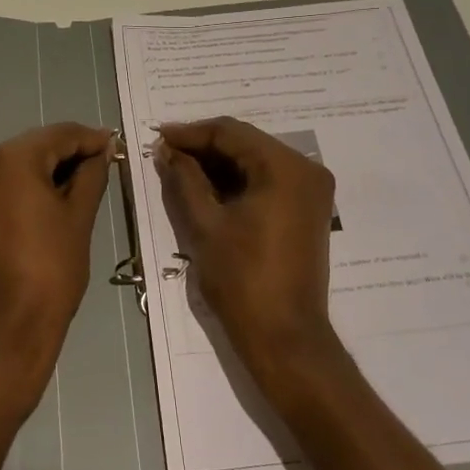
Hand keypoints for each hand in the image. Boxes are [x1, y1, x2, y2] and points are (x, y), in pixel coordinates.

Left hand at [0, 122, 113, 411]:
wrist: (4, 329)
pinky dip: (26, 189)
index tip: (116, 146)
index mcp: (11, 158)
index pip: (60, 134)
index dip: (91, 140)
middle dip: (69, 155)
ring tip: (82, 188)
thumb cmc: (50, 271)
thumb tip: (100, 152)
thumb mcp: (79, 218)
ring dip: (48, 172)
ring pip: (17, 166)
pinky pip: (2, 186)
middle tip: (104, 167)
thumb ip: (91, 176)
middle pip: (36, 147)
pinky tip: (51, 203)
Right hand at [155, 117, 343, 393]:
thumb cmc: (242, 279)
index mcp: (285, 168)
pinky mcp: (307, 209)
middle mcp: (306, 169)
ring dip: (219, 163)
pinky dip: (238, 180)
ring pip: (256, 160)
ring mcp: (311, 190)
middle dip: (204, 147)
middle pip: (246, 143)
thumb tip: (167, 150)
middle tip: (165, 153)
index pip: (231, 133)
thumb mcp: (205, 225)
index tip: (158, 138)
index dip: (191, 133)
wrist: (284, 336)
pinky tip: (206, 186)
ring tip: (179, 168)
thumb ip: (185, 179)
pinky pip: (268, 180)